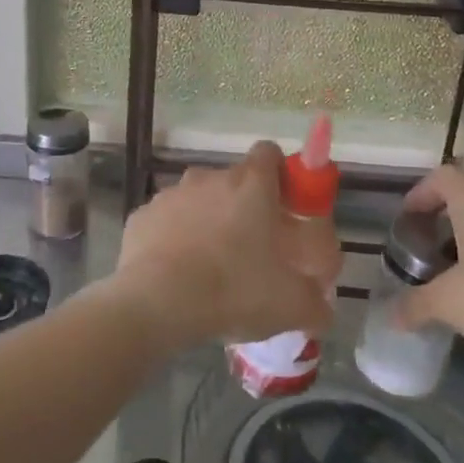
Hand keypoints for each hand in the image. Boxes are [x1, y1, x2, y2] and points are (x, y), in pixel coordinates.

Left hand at [112, 142, 336, 353]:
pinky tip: (176, 275)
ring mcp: (171, 194)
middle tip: (251, 249)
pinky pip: (166, 223)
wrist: (156, 303)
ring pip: (197, 201)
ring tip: (210, 267)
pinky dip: (173, 240)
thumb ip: (315, 302)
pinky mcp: (141, 216)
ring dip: (206, 223)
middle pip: (232, 181)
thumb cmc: (233, 291)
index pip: (269, 153)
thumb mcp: (291, 306)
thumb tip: (322, 308)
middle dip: (243, 207)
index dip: (279, 174)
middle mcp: (209, 178)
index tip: (283, 206)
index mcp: (250, 185)